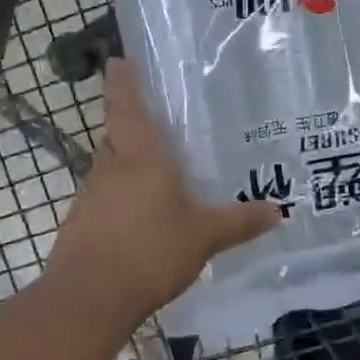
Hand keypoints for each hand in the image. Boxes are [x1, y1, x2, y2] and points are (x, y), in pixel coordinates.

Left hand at [48, 58, 280, 320]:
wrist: (89, 298)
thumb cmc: (150, 251)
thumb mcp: (204, 236)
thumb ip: (240, 222)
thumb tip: (279, 211)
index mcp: (140, 157)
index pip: (127, 106)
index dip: (124, 82)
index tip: (119, 60)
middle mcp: (110, 169)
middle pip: (116, 136)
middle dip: (130, 126)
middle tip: (157, 123)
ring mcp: (90, 198)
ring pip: (109, 169)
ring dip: (126, 165)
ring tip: (157, 173)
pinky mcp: (80, 226)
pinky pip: (104, 199)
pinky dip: (120, 199)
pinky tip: (141, 218)